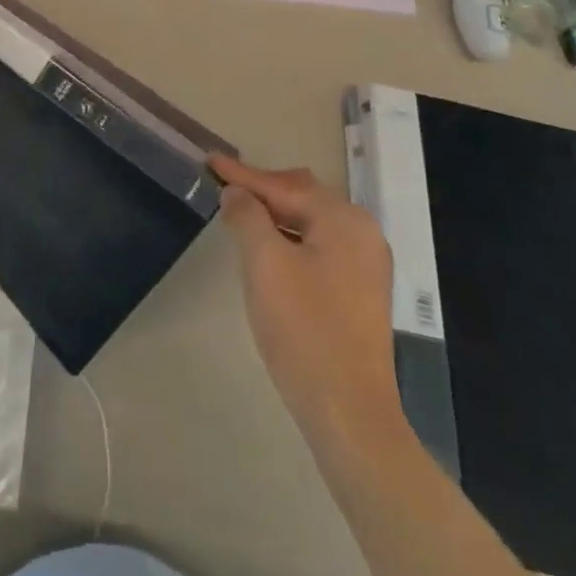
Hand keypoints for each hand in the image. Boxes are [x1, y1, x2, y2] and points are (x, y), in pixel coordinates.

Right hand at [210, 153, 401, 437]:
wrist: (349, 414)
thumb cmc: (304, 330)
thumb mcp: (264, 264)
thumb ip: (247, 216)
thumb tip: (236, 193)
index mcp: (344, 220)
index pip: (283, 186)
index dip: (243, 174)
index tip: (210, 161)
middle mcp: (362, 233)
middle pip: (303, 195)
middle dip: (262, 189)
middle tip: (223, 185)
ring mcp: (365, 264)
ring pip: (311, 221)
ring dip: (275, 214)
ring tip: (239, 212)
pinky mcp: (359, 291)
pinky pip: (318, 244)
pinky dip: (290, 237)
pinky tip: (269, 247)